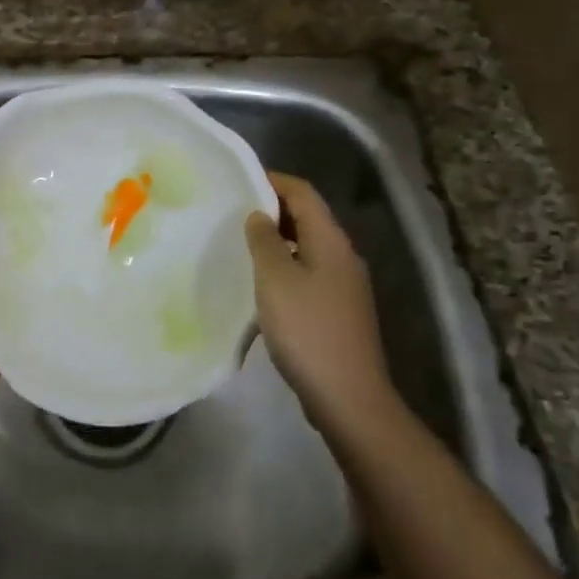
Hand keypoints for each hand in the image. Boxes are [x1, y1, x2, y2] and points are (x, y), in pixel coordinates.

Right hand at [244, 172, 397, 449]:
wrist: (348, 397)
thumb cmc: (307, 330)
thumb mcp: (275, 279)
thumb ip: (264, 241)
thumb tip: (259, 215)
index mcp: (331, 241)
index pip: (303, 193)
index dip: (272, 181)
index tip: (237, 182)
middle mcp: (342, 256)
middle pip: (307, 217)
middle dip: (271, 210)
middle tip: (231, 213)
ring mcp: (344, 285)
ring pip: (306, 247)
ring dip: (276, 240)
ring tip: (239, 245)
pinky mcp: (337, 310)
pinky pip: (307, 272)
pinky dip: (283, 267)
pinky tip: (259, 283)